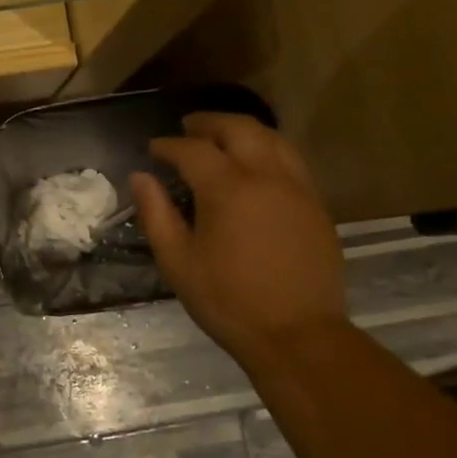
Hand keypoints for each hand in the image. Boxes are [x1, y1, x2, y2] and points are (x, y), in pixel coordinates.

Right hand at [133, 114, 348, 366]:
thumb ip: (156, 214)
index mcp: (228, 189)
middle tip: (187, 127)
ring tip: (221, 138)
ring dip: (243, 130)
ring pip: (272, 138)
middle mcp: (267, 176)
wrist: (297, 334)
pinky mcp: (316, 204)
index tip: (152, 148)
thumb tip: (140, 177)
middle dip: (209, 123)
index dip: (168, 145)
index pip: (193, 150)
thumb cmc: (227, 300)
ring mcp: (298, 188)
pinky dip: (267, 148)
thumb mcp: (177, 262)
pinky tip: (255, 164)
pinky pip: (291, 159)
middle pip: (239, 128)